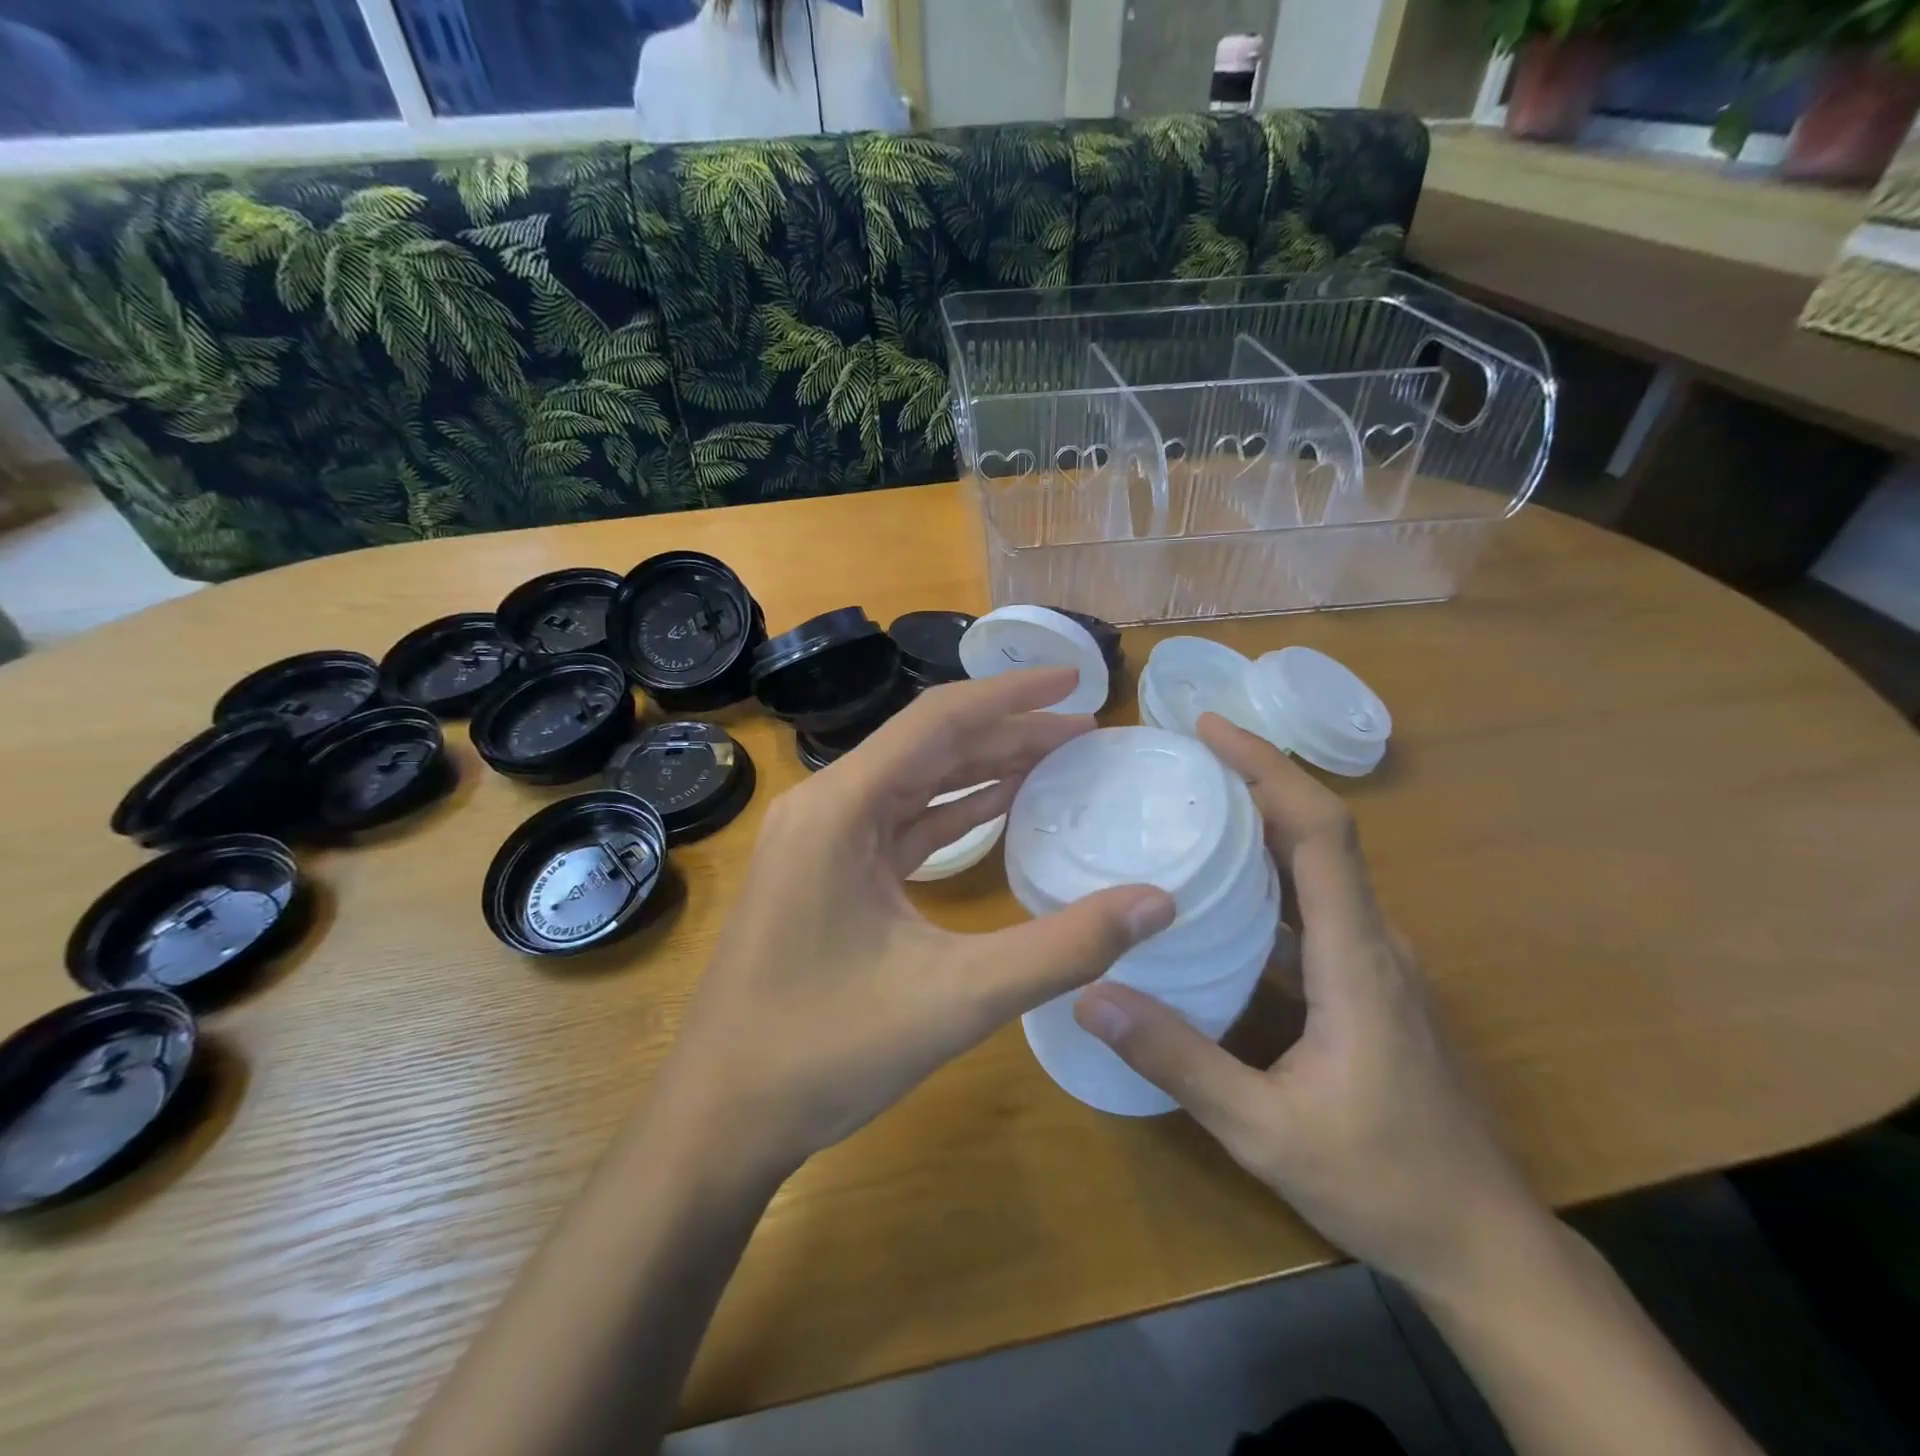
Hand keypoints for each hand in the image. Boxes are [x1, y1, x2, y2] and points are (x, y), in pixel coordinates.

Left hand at [655, 668, 1176, 1179]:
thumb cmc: (824, 1052)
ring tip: (1057, 758)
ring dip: (983, 768)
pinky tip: (999, 806)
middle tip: (1085, 729)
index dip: (1012, 694)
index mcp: (841, 807)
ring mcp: (819, 841)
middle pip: (929, 746)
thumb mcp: (956, 999)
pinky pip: (899, 823)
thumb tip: (1159, 902)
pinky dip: (952, 812)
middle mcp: (825, 807)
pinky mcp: (825, 874)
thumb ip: (1062, 948)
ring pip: (914, 783)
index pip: (938, 720)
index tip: (1074, 679)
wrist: (719, 1117)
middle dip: (1008, 731)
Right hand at [1073, 715, 1547, 1299]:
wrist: (1485, 1243)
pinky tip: (1220, 897)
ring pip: (1319, 866)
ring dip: (1260, 824)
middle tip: (1180, 759)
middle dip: (1254, 779)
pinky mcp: (1370, 983)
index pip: (1319, 831)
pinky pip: (1317, 905)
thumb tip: (1090, 995)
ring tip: (1190, 808)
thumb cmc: (1383, 1183)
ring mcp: (1376, 961)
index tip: (1209, 730)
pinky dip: (1269, 875)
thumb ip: (1178, 1061)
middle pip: (1319, 832)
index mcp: (1356, 957)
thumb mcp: (1264, 1130)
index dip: (1268, 768)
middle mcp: (1373, 940)